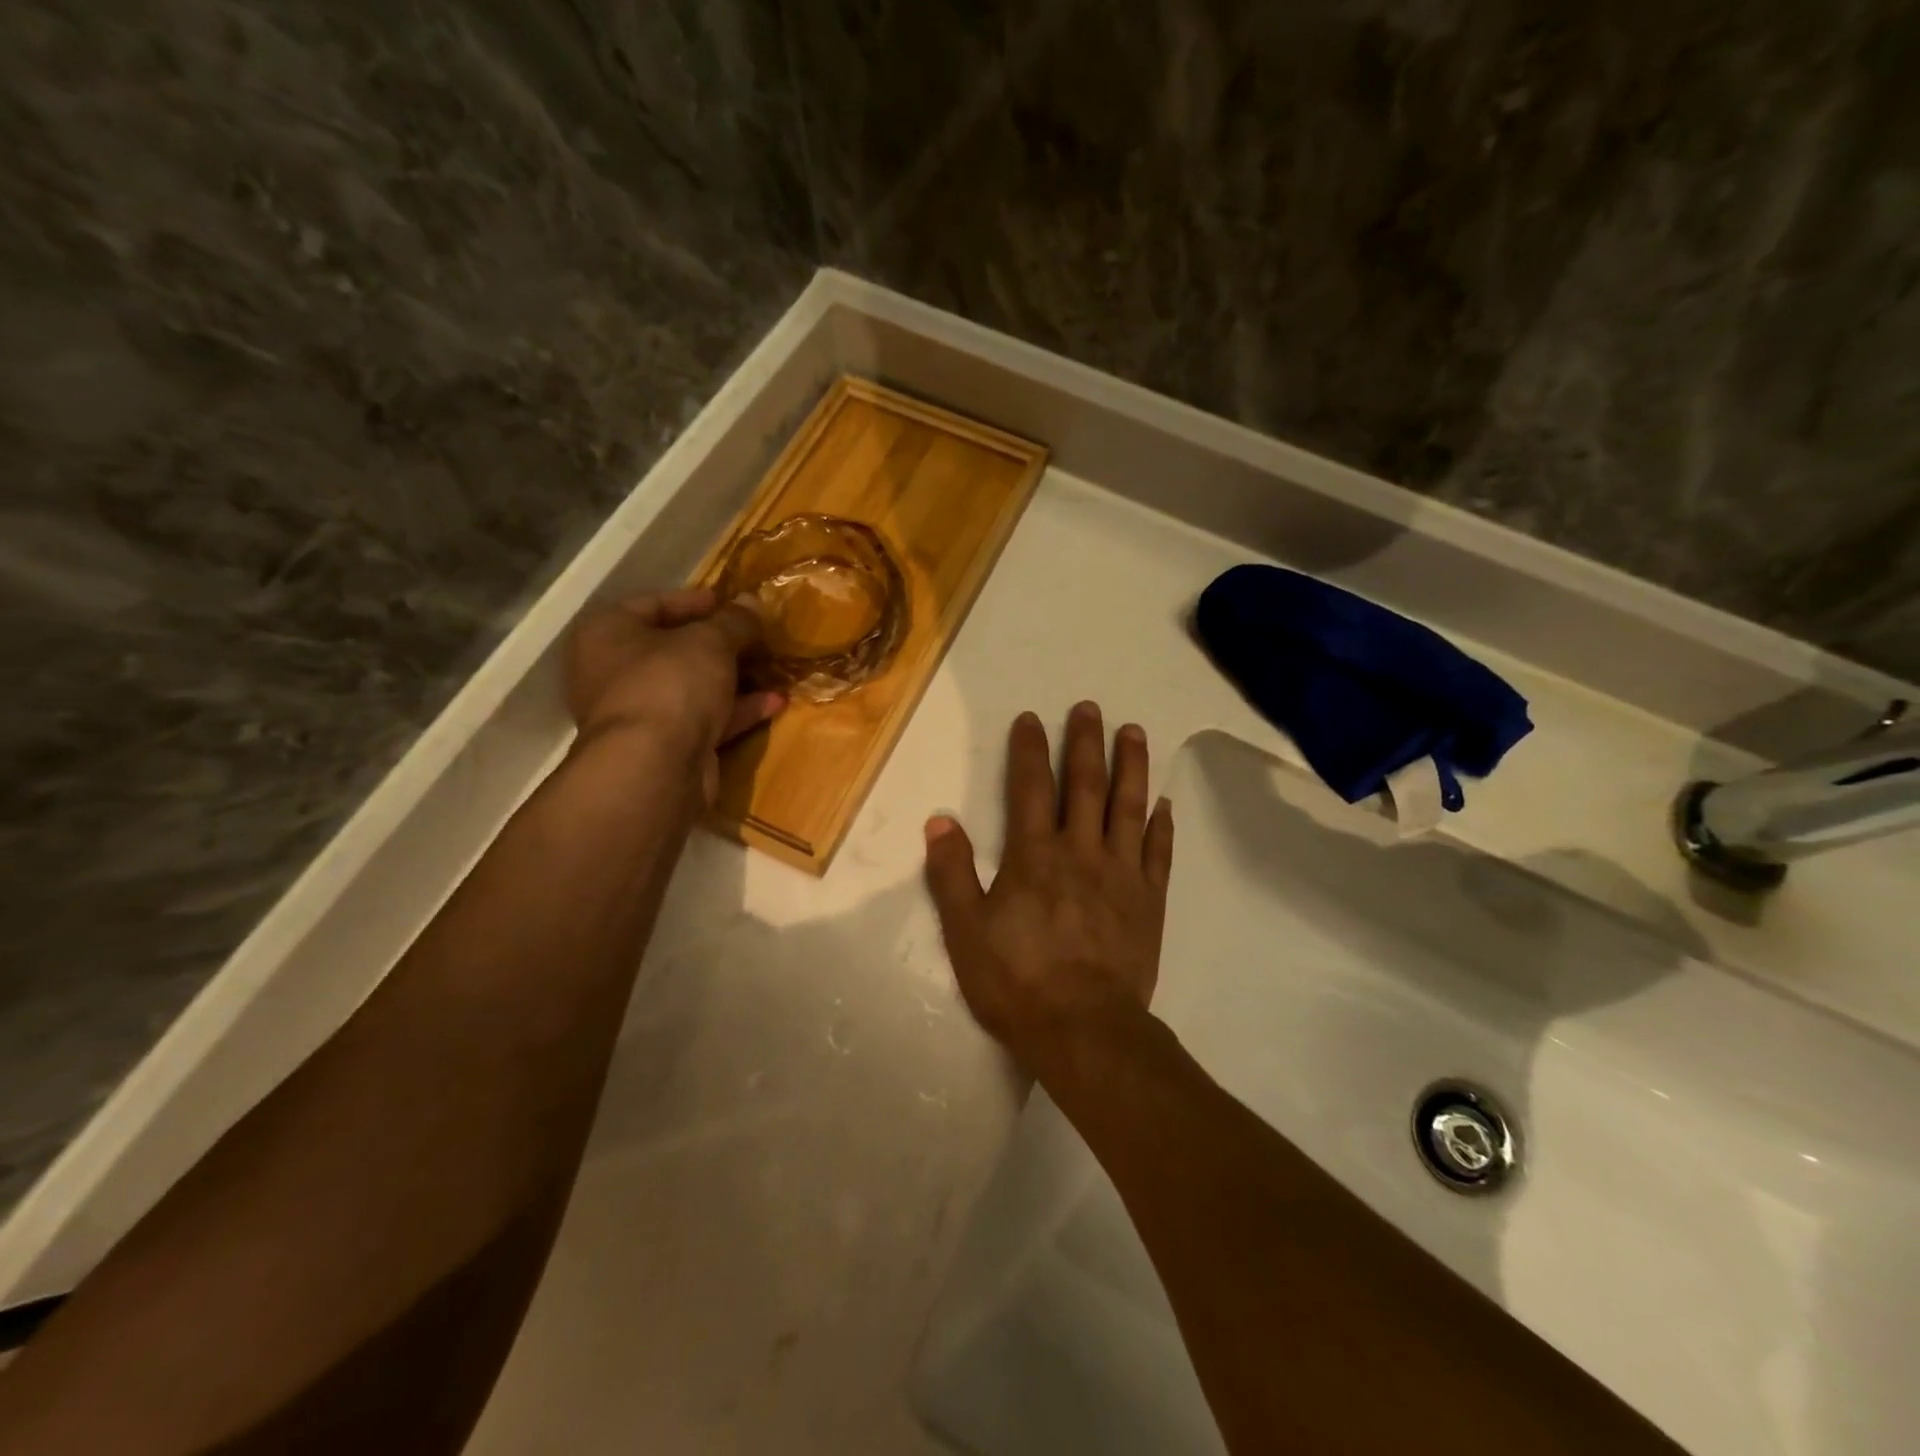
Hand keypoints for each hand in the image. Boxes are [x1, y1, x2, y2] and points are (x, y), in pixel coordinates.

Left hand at [564, 588, 784, 802]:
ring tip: (773, 668)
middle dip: (721, 644)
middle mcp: (614, 672)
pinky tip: (775, 703)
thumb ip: (735, 621)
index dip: (695, 600)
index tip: (732, 602)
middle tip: (757, 637)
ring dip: (734, 678)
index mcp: (607, 634)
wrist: (654, 767)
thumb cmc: (670, 683)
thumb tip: (753, 602)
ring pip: (693, 687)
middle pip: (674, 648)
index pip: (652, 604)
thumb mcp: (711, 641)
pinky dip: (737, 710)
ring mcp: (640, 713)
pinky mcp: (665, 747)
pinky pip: (704, 719)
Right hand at [923, 702, 1174, 1075]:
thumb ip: (952, 873)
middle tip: (1090, 707)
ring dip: (1131, 767)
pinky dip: (1161, 826)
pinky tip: (1164, 803)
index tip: (1032, 718)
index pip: (1031, 788)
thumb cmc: (1017, 981)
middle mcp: (1082, 852)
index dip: (1030, 749)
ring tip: (1134, 732)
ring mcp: (1122, 875)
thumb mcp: (965, 931)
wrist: (1085, 1030)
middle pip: (1086, 785)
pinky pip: (1158, 853)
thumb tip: (940, 820)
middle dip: (1086, 742)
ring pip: (1129, 808)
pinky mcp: (1149, 901)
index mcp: (1035, 855)